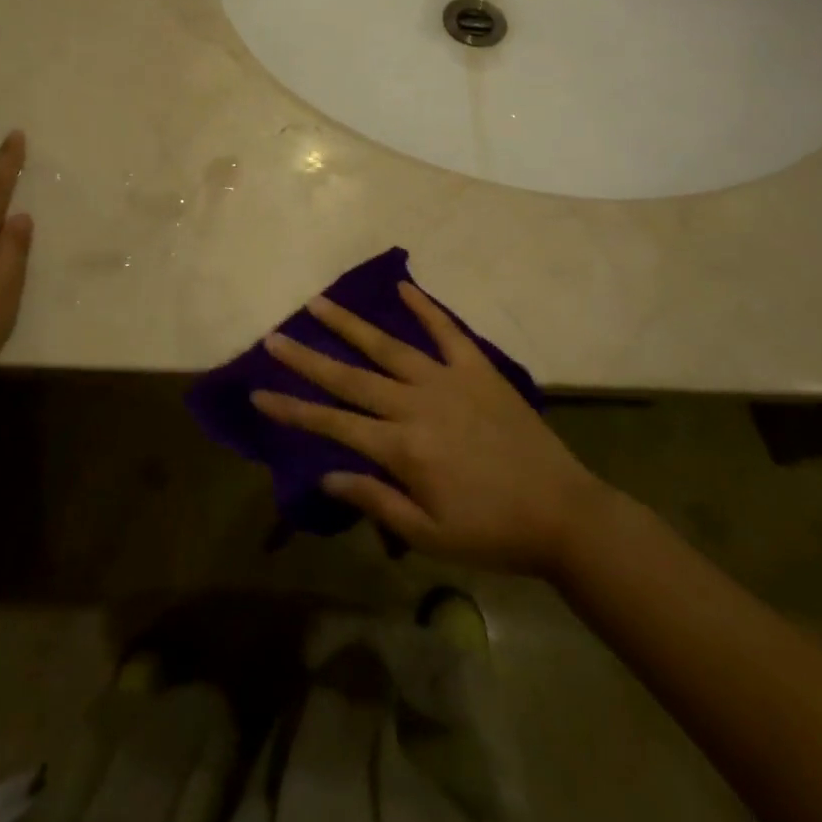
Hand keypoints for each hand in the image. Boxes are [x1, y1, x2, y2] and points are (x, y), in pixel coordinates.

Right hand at [251, 283, 605, 574]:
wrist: (562, 512)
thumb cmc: (491, 532)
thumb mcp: (429, 535)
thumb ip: (376, 501)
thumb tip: (327, 475)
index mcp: (402, 448)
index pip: (334, 424)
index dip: (293, 409)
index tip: (259, 392)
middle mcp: (416, 405)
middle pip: (350, 378)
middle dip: (307, 358)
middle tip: (274, 337)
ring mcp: (447, 380)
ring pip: (387, 346)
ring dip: (350, 325)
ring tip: (318, 303)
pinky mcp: (477, 368)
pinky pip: (446, 331)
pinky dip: (424, 308)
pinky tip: (402, 287)